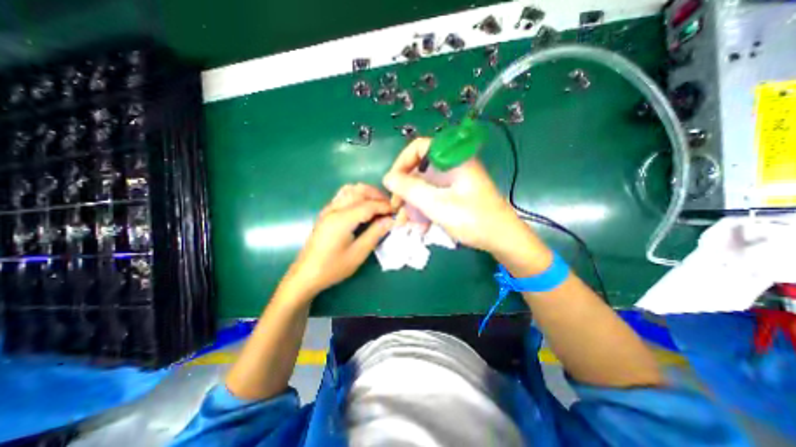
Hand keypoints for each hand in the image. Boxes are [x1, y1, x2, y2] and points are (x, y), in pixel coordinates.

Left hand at [285, 184, 398, 298]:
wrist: (306, 274)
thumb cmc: (333, 267)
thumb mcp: (358, 254)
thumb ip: (375, 234)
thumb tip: (391, 220)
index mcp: (342, 220)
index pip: (368, 205)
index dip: (384, 206)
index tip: (397, 211)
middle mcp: (334, 209)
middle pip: (359, 191)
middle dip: (377, 195)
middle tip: (389, 206)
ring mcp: (328, 209)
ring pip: (350, 190)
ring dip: (366, 193)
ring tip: (378, 204)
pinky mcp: (326, 213)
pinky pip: (343, 195)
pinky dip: (357, 196)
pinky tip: (363, 207)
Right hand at [382, 139, 551, 271]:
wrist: (502, 240)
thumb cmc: (473, 220)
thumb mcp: (437, 205)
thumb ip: (410, 189)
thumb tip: (387, 178)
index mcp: (452, 159)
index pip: (419, 147)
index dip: (402, 163)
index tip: (392, 184)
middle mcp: (452, 166)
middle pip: (419, 169)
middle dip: (405, 190)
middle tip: (396, 208)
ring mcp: (454, 181)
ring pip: (424, 186)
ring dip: (412, 203)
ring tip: (404, 223)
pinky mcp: (455, 194)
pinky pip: (433, 196)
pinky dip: (423, 209)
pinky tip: (419, 226)